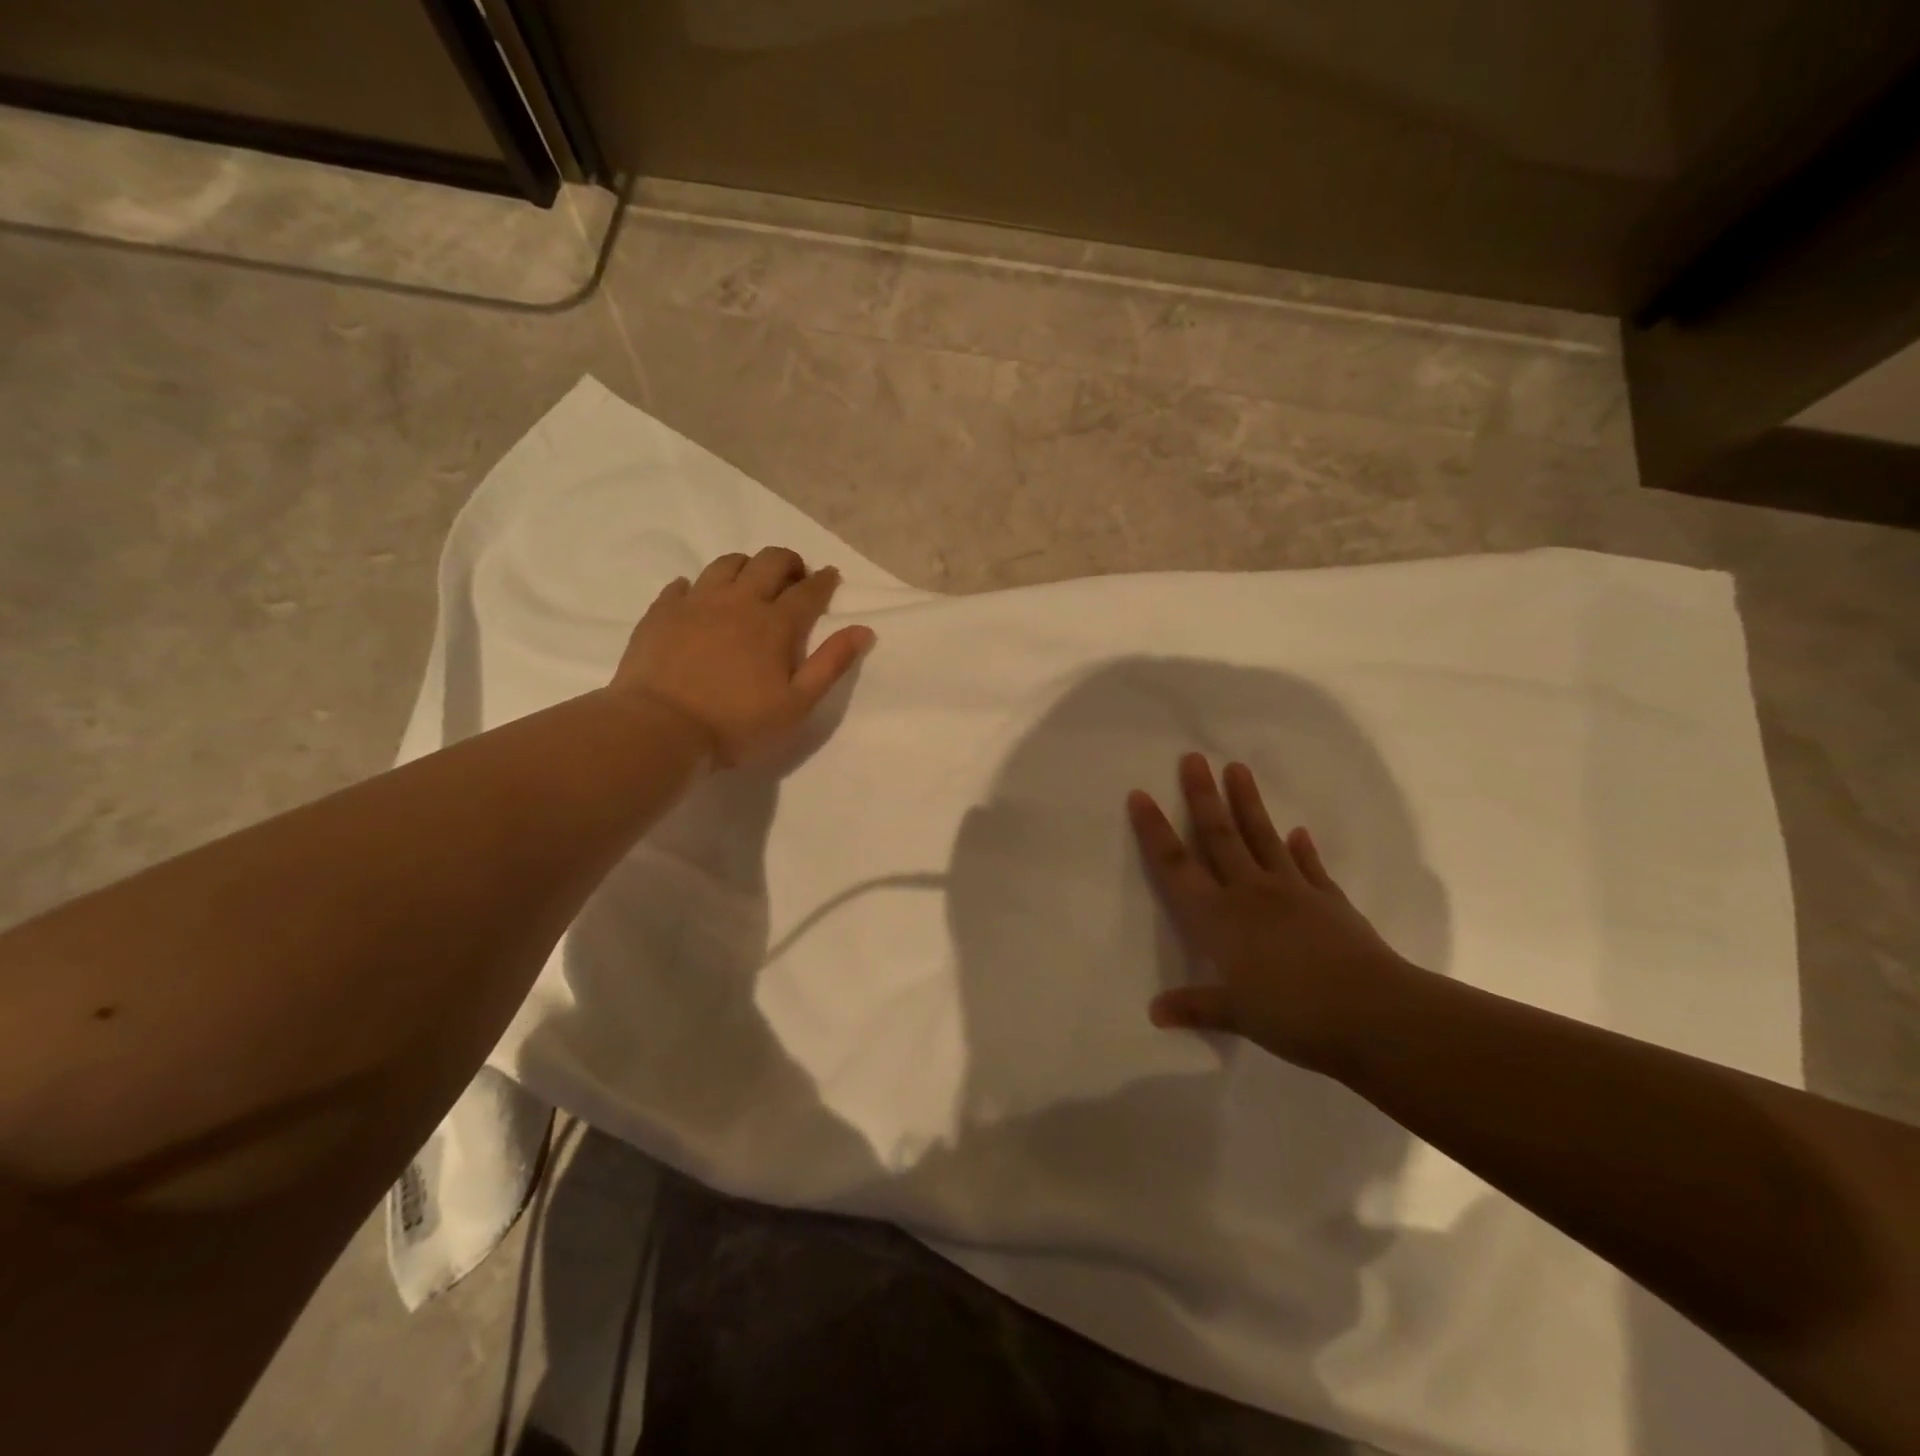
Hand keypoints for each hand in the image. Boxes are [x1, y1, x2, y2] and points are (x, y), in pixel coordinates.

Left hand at [609, 547, 874, 765]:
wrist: (660, 728)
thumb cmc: (737, 723)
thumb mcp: (797, 704)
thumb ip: (831, 664)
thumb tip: (863, 629)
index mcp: (776, 623)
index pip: (808, 591)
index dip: (824, 581)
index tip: (831, 576)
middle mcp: (739, 601)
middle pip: (769, 562)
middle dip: (789, 562)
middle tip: (794, 577)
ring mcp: (697, 602)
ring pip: (727, 564)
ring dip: (747, 565)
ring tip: (750, 582)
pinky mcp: (662, 612)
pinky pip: (683, 584)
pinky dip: (698, 586)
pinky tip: (699, 598)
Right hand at [1128, 753, 1417, 1075]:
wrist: (1375, 1014)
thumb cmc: (1294, 1015)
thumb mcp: (1237, 1015)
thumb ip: (1195, 1007)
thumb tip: (1155, 1012)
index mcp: (1219, 918)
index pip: (1176, 866)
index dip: (1155, 831)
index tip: (1141, 794)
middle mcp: (1250, 893)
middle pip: (1219, 836)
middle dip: (1202, 796)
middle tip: (1193, 758)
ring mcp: (1294, 891)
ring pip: (1262, 838)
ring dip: (1247, 803)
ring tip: (1238, 769)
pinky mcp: (1329, 901)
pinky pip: (1309, 866)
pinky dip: (1302, 849)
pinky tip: (1298, 832)